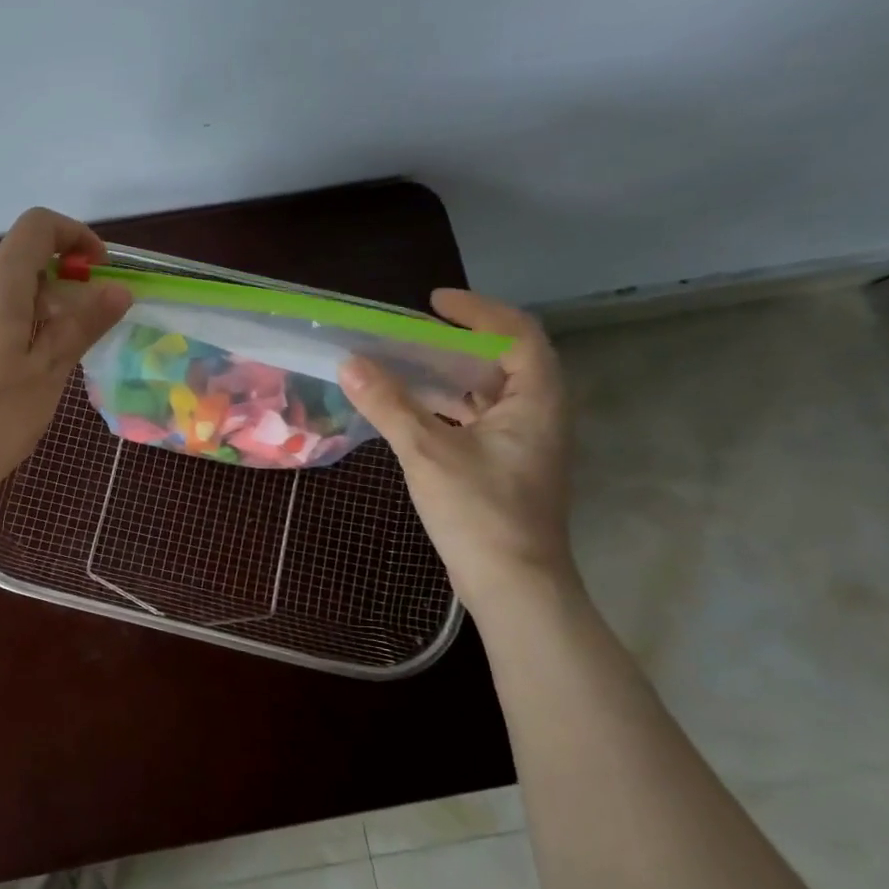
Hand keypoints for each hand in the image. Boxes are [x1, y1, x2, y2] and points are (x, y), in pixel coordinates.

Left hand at [0, 207, 131, 489]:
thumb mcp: (49, 370)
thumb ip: (83, 323)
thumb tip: (116, 290)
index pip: (37, 227)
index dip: (75, 236)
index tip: (99, 271)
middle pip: (21, 262)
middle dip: (62, 285)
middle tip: (85, 333)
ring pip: (3, 292)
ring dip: (38, 310)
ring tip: (54, 362)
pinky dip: (13, 326)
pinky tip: (20, 374)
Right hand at [339, 289, 575, 608]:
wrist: (513, 586)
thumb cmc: (479, 512)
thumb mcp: (427, 452)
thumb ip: (388, 404)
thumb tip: (350, 363)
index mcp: (536, 400)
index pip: (516, 334)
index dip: (477, 311)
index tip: (432, 303)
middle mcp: (539, 414)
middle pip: (502, 360)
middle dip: (455, 342)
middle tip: (409, 333)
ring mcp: (524, 443)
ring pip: (487, 392)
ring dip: (447, 375)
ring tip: (402, 363)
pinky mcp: (506, 467)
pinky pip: (476, 419)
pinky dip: (445, 407)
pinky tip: (409, 411)